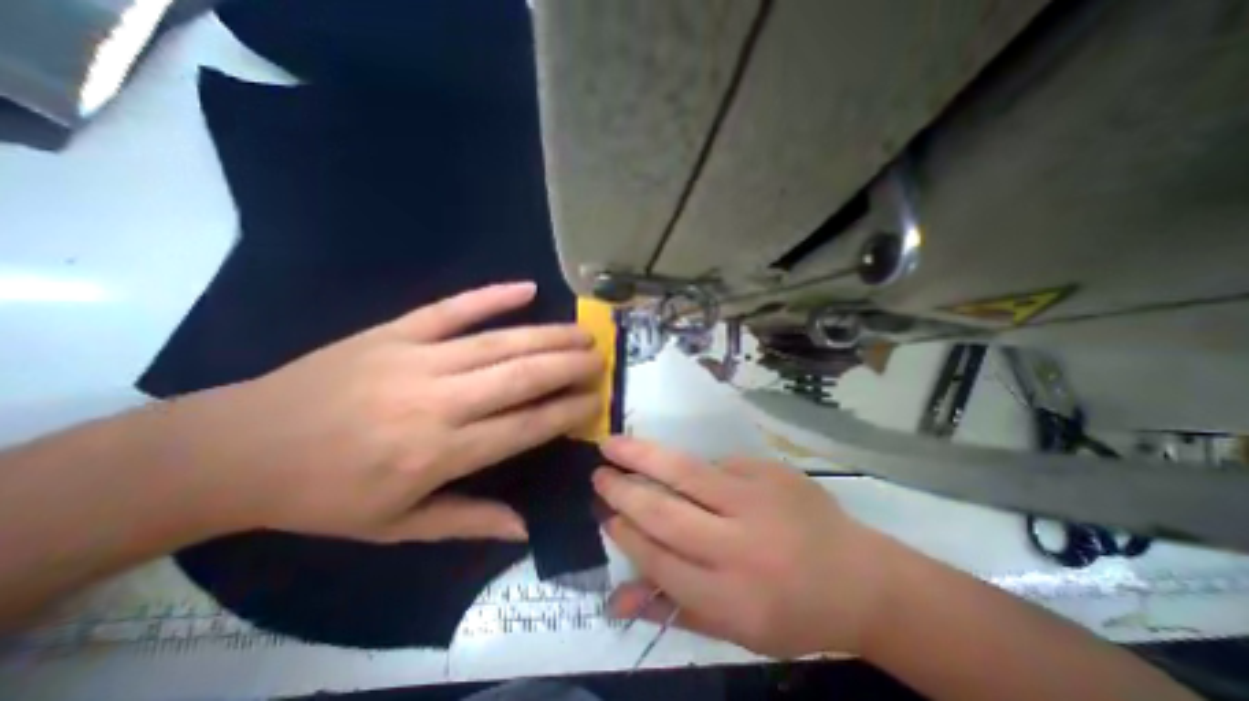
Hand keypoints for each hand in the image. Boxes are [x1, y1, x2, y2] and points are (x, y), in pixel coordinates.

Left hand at [164, 281, 604, 543]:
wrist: (236, 448)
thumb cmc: (324, 496)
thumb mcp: (396, 527)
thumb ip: (468, 522)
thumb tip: (525, 529)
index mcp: (439, 453)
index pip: (525, 426)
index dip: (567, 411)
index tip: (596, 401)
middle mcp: (437, 402)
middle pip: (522, 377)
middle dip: (569, 366)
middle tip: (600, 359)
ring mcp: (416, 359)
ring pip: (500, 343)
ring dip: (548, 335)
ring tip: (582, 331)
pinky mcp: (394, 331)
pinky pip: (453, 309)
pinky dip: (492, 296)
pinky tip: (526, 288)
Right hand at [594, 437, 898, 655]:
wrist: (859, 578)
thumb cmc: (791, 611)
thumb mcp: (733, 628)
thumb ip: (672, 609)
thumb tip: (616, 598)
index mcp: (729, 596)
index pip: (658, 558)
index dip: (625, 533)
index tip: (604, 514)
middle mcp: (738, 545)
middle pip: (664, 511)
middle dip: (623, 491)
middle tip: (598, 475)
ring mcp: (755, 499)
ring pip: (683, 471)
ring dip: (640, 456)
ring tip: (612, 445)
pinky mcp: (767, 471)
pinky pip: (715, 463)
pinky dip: (687, 464)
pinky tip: (672, 462)